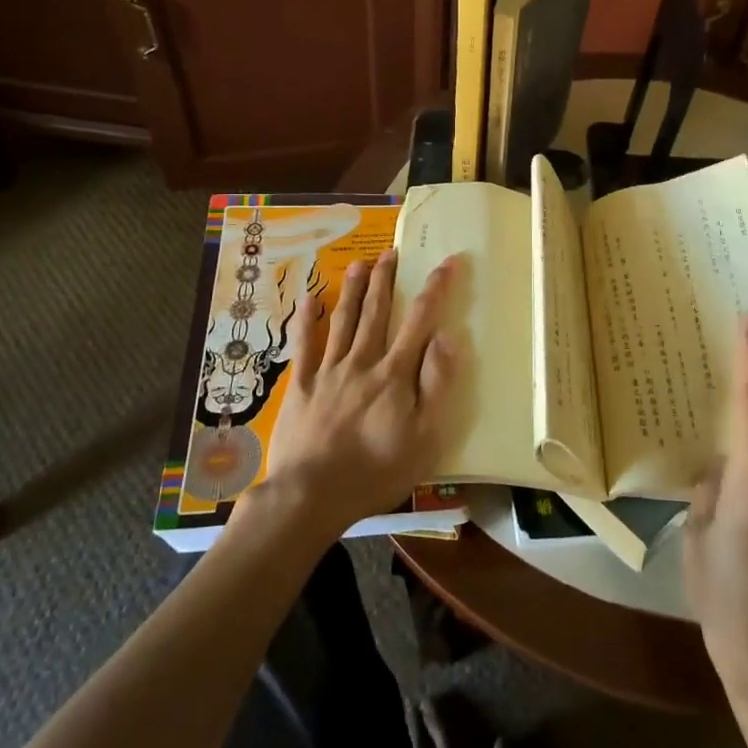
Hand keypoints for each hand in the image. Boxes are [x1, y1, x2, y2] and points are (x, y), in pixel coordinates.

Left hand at [249, 250, 459, 540]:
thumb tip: (447, 337)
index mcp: (394, 374)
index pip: (420, 321)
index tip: (447, 262)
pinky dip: (306, 319)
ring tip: (359, 263)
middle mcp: (361, 362)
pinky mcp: (299, 386)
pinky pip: (303, 345)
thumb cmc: (376, 471)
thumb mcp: (424, 437)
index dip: (435, 289)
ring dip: (352, 289)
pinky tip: (309, 299)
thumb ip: (436, 385)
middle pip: (376, 312)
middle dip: (386, 279)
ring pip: (342, 320)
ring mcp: (327, 371)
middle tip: (391, 252)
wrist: (311, 495)